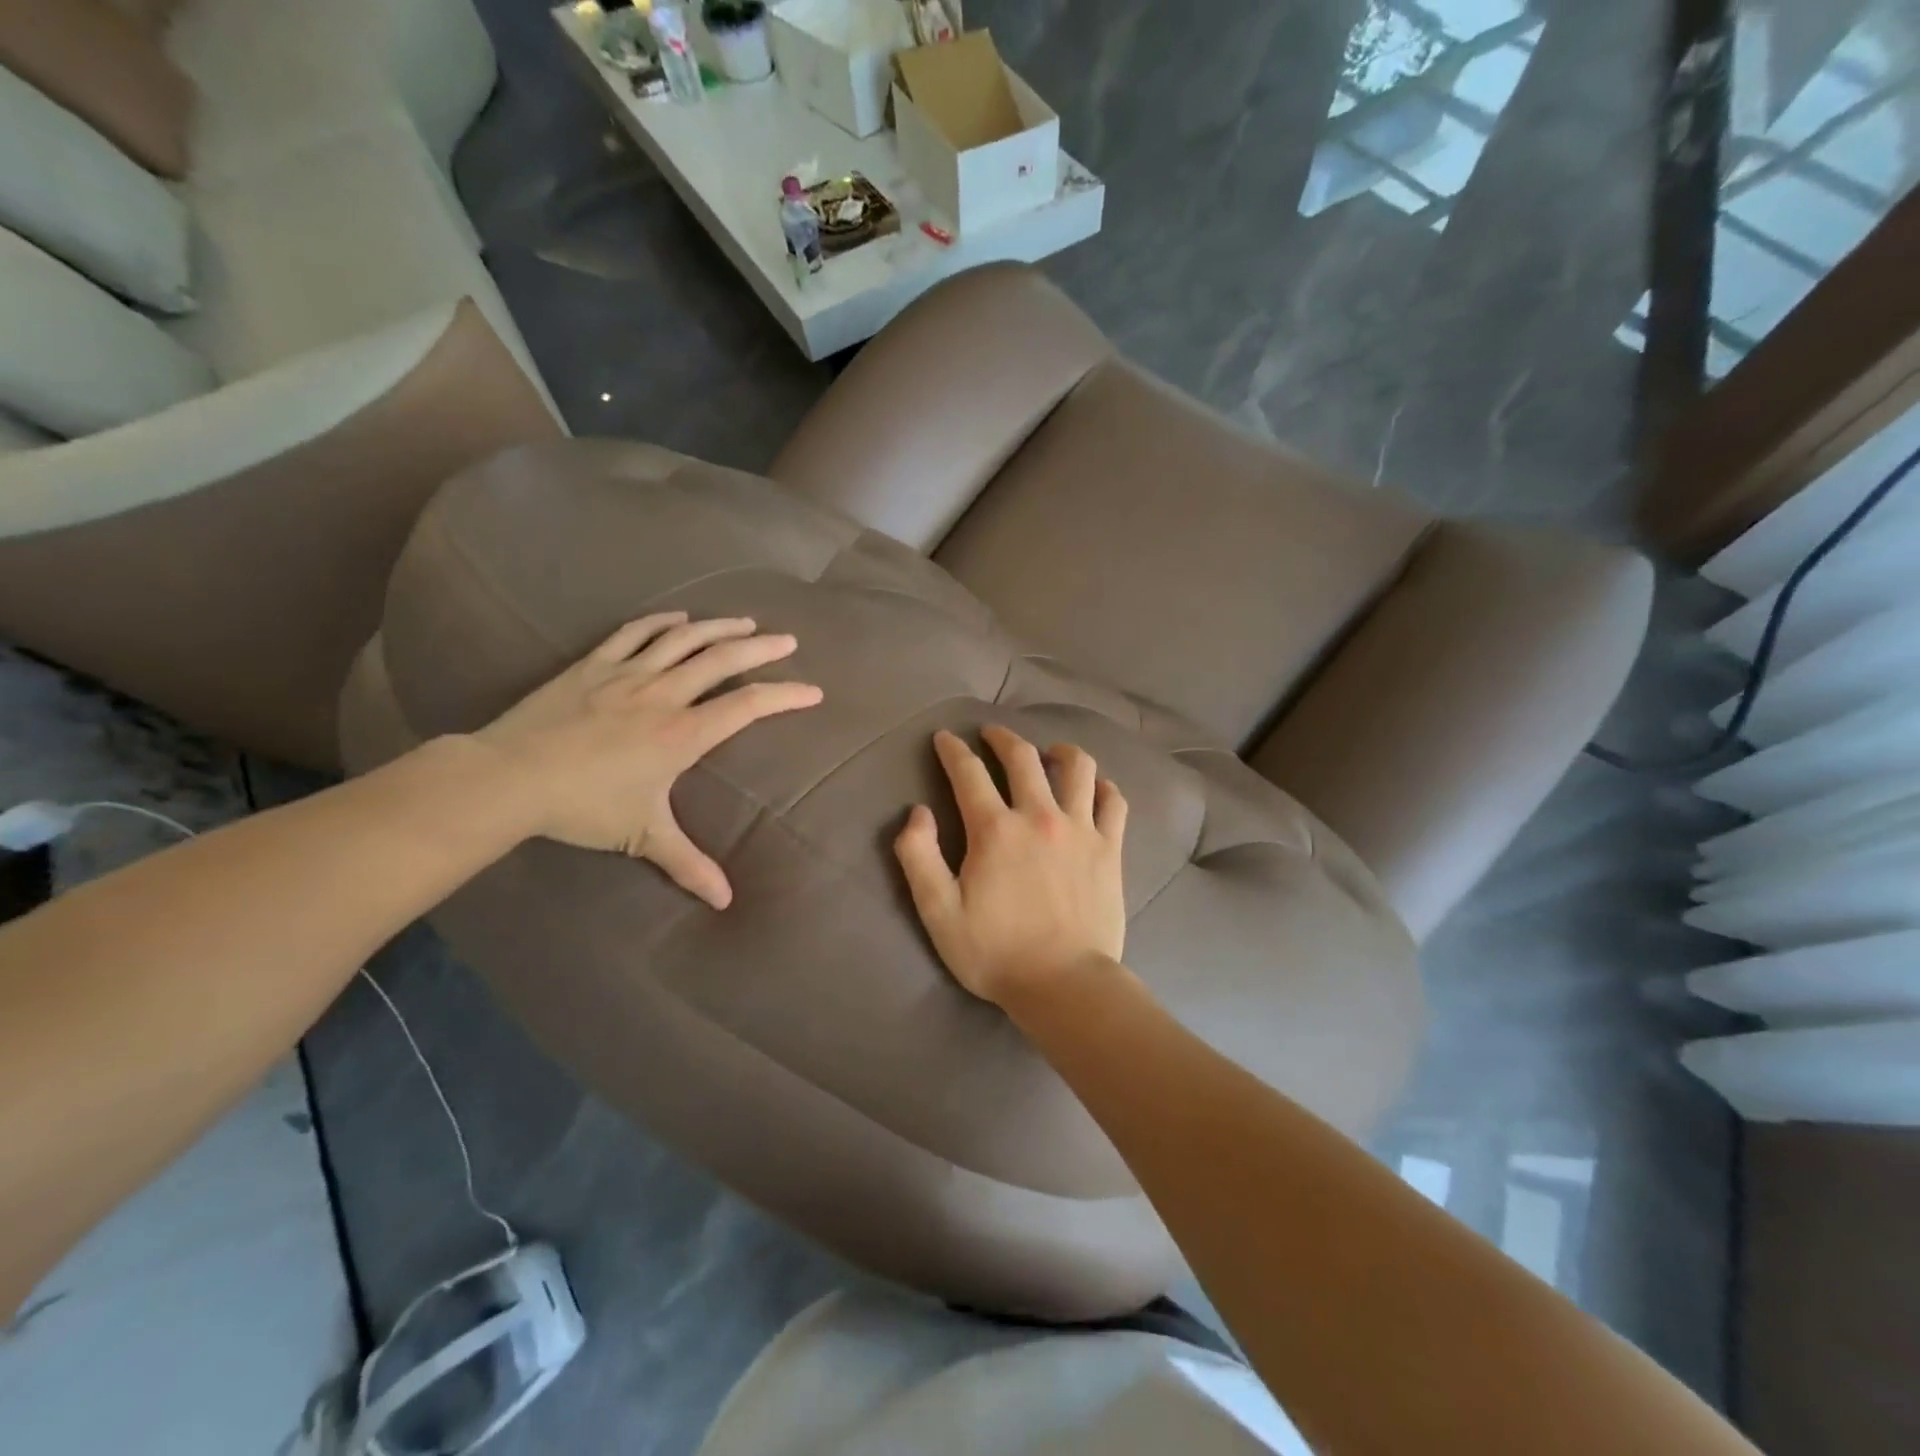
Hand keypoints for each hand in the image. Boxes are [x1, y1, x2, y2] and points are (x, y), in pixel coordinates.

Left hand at [475, 613, 821, 907]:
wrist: (509, 777)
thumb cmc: (584, 806)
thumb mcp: (643, 836)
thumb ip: (688, 864)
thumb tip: (726, 902)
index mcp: (684, 733)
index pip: (748, 706)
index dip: (785, 695)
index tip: (813, 691)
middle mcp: (664, 694)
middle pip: (723, 659)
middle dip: (761, 647)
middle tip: (788, 639)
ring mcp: (627, 674)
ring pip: (684, 638)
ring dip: (719, 627)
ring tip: (744, 621)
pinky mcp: (593, 665)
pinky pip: (634, 633)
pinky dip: (661, 621)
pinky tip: (678, 616)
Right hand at [894, 725, 1127, 1008]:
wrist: (1064, 985)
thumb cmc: (995, 952)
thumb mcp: (938, 912)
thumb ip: (919, 857)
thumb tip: (916, 812)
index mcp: (995, 830)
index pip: (968, 772)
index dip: (953, 750)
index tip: (945, 738)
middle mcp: (1039, 817)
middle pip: (1022, 757)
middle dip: (1002, 737)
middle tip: (991, 734)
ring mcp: (1081, 830)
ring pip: (1078, 767)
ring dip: (1060, 750)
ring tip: (1049, 752)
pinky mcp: (1110, 849)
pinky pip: (1113, 801)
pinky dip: (1102, 786)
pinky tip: (1093, 788)